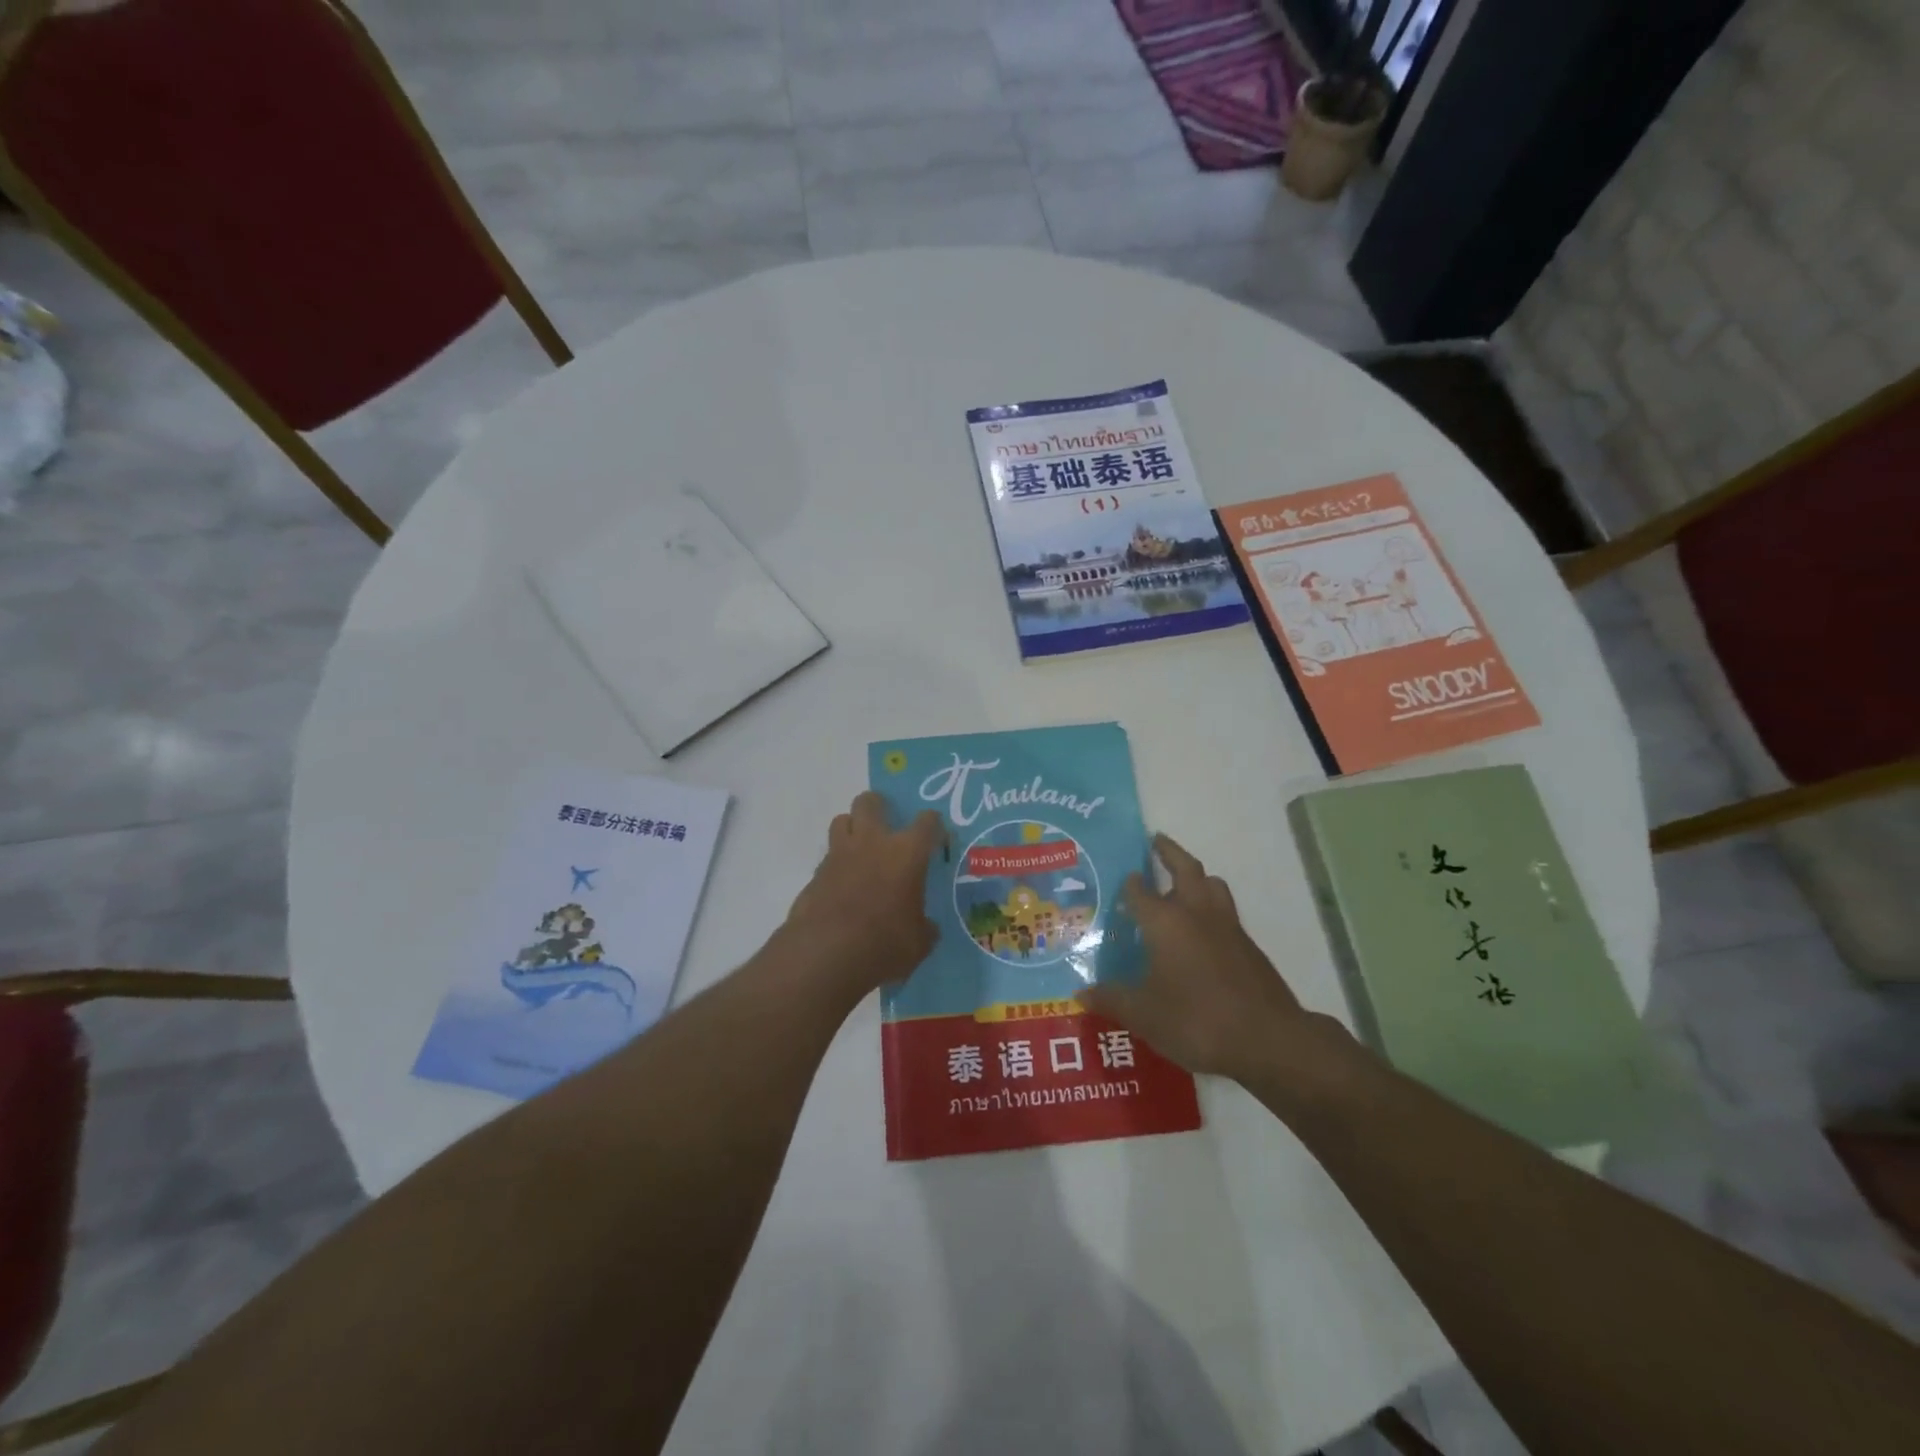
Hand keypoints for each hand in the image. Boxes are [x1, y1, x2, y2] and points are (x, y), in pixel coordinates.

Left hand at [782, 791, 944, 995]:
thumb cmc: (884, 943)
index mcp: (907, 852)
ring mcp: (839, 855)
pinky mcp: (815, 873)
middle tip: (887, 827)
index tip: (937, 840)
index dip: (935, 827)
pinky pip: (828, 856)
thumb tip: (927, 927)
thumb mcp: (918, 942)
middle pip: (870, 802)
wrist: (826, 954)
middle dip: (879, 807)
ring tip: (861, 851)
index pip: (927, 822)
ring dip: (852, 829)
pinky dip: (837, 864)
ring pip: (841, 820)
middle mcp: (872, 842)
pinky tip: (843, 886)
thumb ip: (924, 927)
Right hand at [1077, 834, 1352, 1084]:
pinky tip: (1203, 932)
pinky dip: (1211, 907)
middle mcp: (1196, 914)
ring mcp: (1227, 927)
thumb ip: (1112, 1000)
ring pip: (1212, 885)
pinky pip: (1226, 912)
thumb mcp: (1144, 1015)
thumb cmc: (1196, 1020)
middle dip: (1169, 852)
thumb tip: (1082, 993)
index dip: (1130, 883)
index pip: (1141, 891)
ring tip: (1182, 883)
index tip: (1122, 877)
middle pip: (1186, 868)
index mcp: (1165, 922)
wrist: (1268, 1039)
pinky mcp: (1249, 947)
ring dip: (1197, 877)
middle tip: (1156, 840)